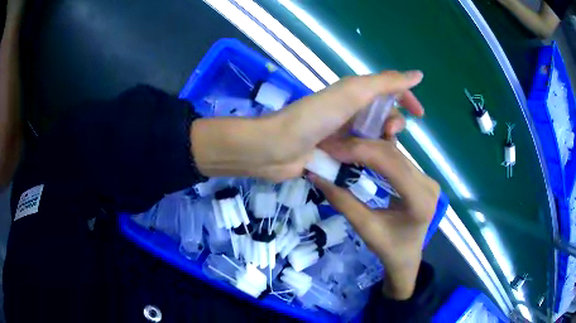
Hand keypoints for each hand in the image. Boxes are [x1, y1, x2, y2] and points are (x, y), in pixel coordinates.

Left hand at [191, 71, 423, 180]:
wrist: (276, 149)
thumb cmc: (314, 118)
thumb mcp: (352, 93)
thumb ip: (385, 83)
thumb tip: (417, 75)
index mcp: (353, 92)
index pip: (388, 89)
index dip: (406, 98)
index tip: (420, 115)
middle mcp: (348, 110)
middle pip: (383, 115)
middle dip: (393, 124)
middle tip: (389, 135)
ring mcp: (341, 132)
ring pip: (374, 137)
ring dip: (381, 144)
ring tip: (376, 154)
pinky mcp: (333, 152)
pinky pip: (359, 154)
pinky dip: (366, 158)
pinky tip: (367, 166)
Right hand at [309, 138, 439, 299]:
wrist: (407, 258)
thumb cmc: (389, 249)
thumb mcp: (365, 228)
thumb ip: (343, 201)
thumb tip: (316, 175)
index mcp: (420, 200)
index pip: (391, 164)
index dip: (360, 151)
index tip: (332, 149)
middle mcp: (428, 183)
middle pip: (392, 154)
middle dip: (359, 147)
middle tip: (331, 146)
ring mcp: (426, 177)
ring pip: (394, 153)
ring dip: (366, 147)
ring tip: (340, 148)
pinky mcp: (421, 176)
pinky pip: (396, 158)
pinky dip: (374, 153)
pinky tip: (358, 152)